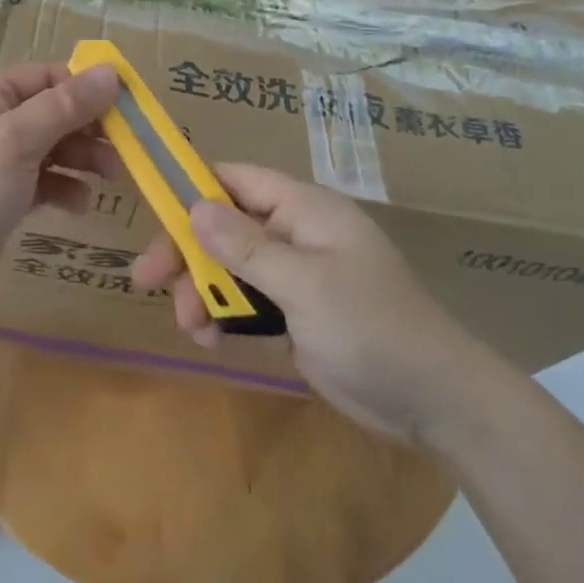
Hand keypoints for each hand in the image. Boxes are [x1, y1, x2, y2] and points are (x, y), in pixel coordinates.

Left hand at [0, 61, 120, 311]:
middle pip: (53, 112)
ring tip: (113, 178)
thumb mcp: (16, 141)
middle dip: (90, 129)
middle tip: (128, 151)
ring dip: (83, 159)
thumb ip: (65, 106)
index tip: (129, 109)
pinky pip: (42, 182)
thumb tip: (112, 72)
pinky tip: (80, 205)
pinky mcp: (1, 197)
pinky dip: (63, 188)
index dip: (87, 88)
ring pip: (52, 148)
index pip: (48, 76)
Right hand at [132, 163, 494, 443]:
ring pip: (229, 264)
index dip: (191, 189)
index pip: (235, 179)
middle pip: (224, 225)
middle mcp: (295, 232)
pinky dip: (223, 312)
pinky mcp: (296, 310)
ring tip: (191, 326)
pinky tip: (211, 339)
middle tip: (146, 280)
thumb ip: (247, 247)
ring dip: (202, 289)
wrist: (437, 403)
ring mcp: (295, 273)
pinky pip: (246, 299)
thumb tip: (194, 207)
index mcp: (304, 209)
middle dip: (186, 251)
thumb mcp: (306, 285)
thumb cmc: (373, 329)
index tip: (151, 214)